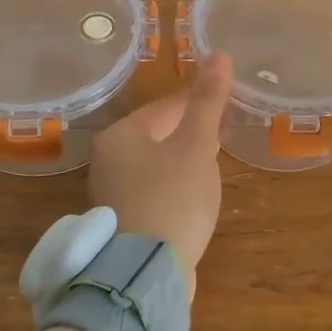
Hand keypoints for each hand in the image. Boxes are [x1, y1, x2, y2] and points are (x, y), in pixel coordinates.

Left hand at [88, 53, 233, 290]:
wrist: (144, 275)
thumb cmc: (172, 198)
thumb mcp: (197, 145)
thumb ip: (208, 102)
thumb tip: (219, 55)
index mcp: (119, 135)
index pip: (165, 107)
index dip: (198, 104)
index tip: (225, 105)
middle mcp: (106, 161)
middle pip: (157, 135)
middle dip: (190, 135)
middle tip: (221, 140)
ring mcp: (110, 195)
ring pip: (155, 166)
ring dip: (182, 165)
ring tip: (211, 171)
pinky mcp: (121, 224)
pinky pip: (152, 193)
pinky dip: (173, 191)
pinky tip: (192, 203)